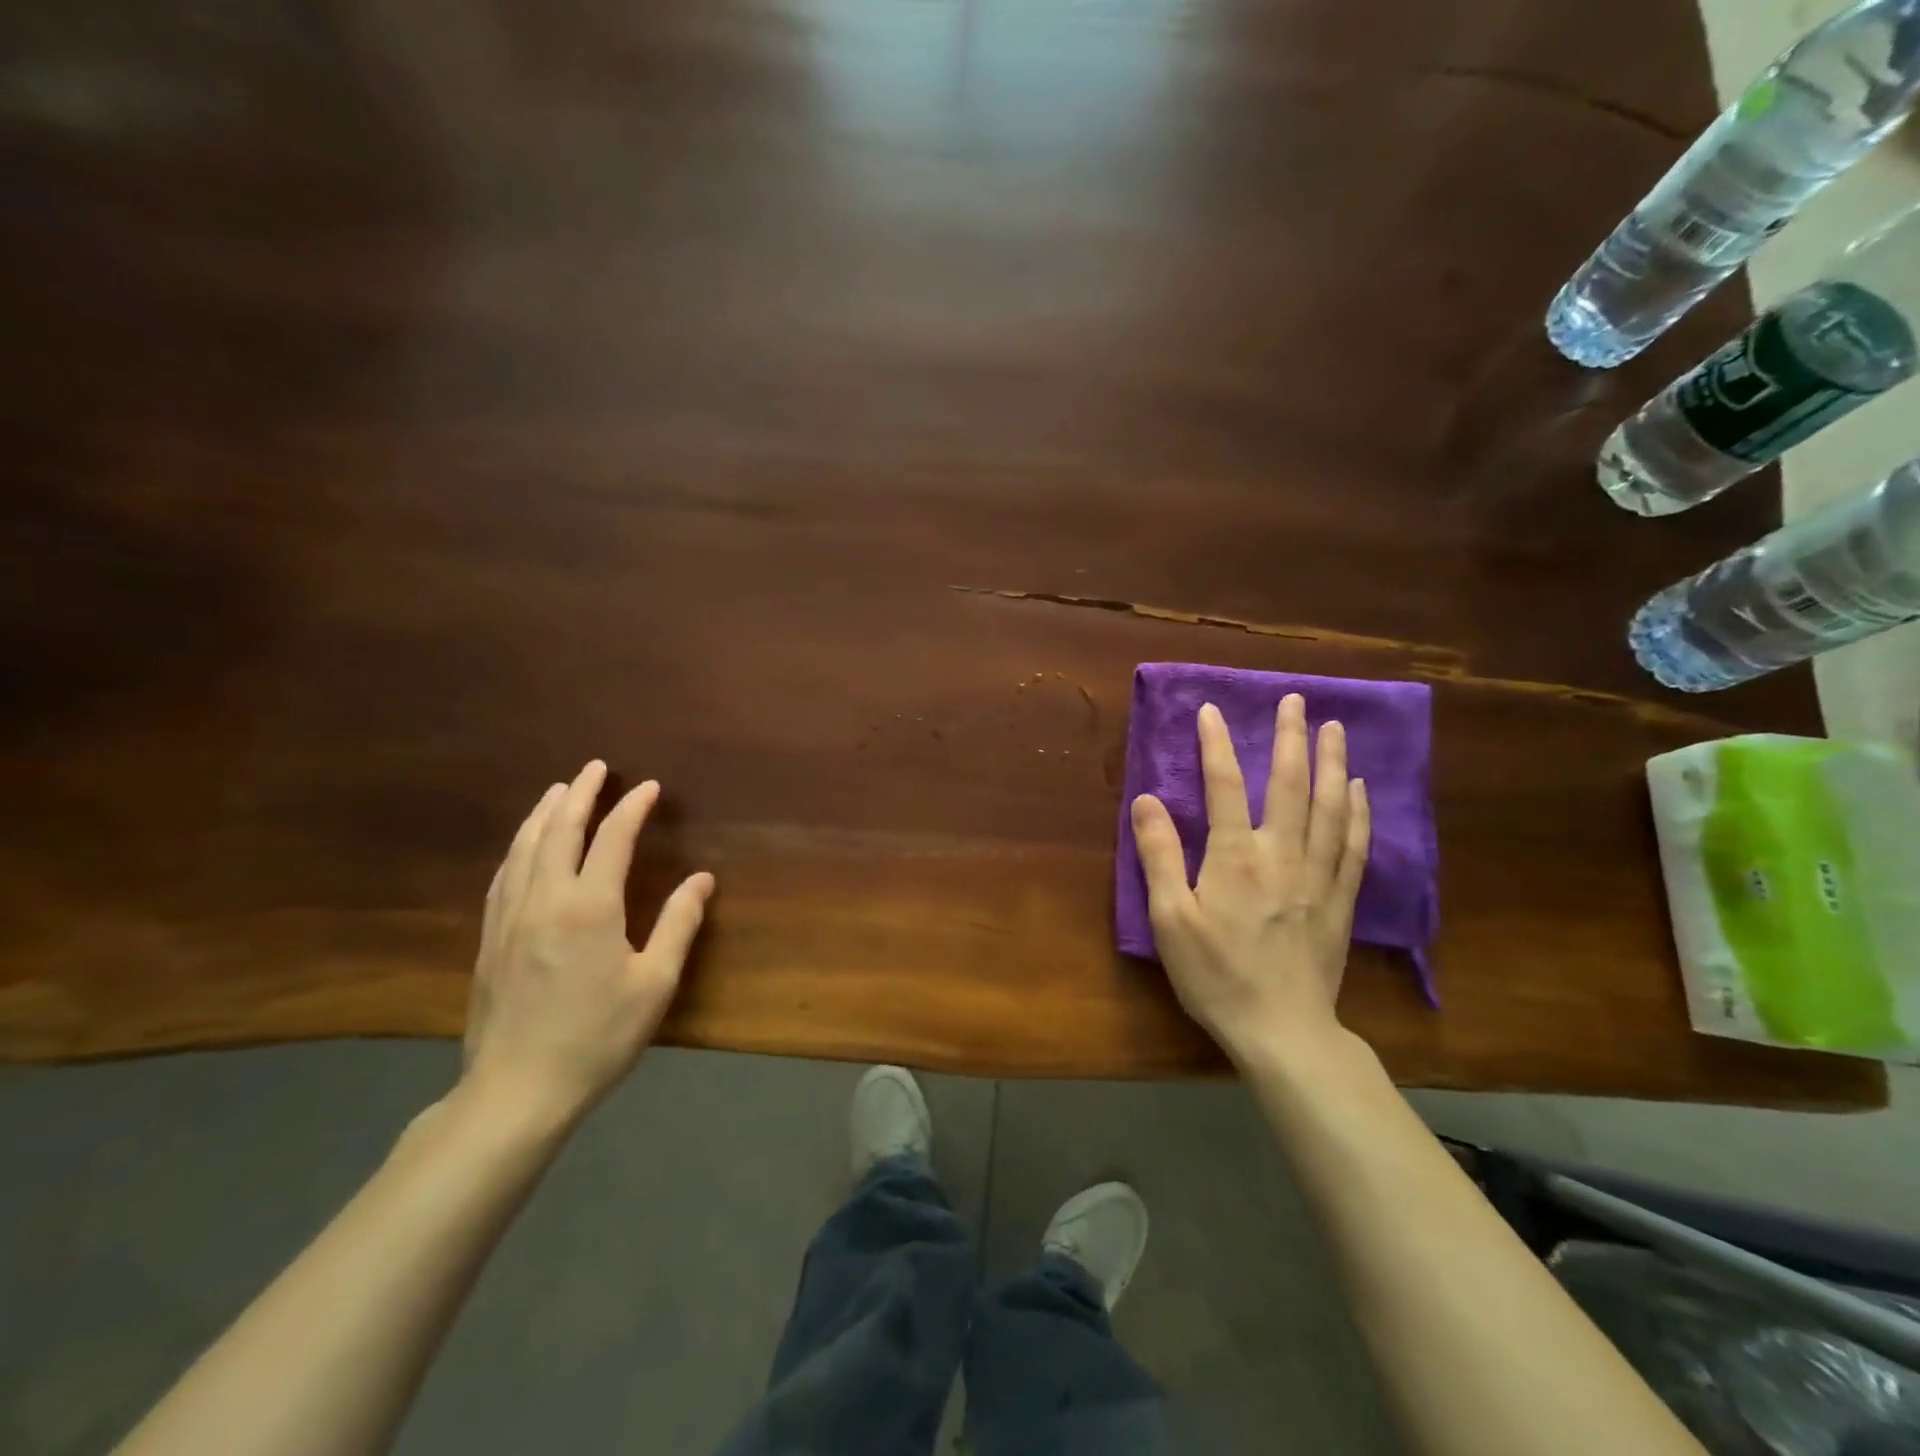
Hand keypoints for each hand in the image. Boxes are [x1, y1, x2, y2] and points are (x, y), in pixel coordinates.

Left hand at [461, 760, 714, 1124]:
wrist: (516, 1091)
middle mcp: (545, 899)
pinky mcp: (490, 940)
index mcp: (590, 906)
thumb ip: (679, 924)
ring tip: (558, 791)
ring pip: (524, 848)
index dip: (631, 808)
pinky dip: (518, 848)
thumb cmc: (597, 1037)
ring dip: (543, 813)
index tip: (649, 787)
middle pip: (559, 831)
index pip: (612, 839)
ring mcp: (510, 918)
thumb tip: (703, 878)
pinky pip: (504, 876)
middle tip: (595, 767)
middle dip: (580, 794)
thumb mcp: (654, 983)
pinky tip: (522, 847)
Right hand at [1129, 695, 1369, 1068]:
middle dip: (1291, 737)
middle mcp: (1282, 854)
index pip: (1225, 785)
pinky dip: (1358, 811)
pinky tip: (1359, 790)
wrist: (1282, 1030)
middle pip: (1290, 784)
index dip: (1217, 744)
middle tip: (1296, 700)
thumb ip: (1159, 855)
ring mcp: (1318, 876)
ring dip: (1332, 763)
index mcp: (1236, 856)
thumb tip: (1146, 800)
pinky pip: (1354, 845)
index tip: (1211, 710)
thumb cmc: (1215, 974)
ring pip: (1330, 807)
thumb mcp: (1171, 918)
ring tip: (1335, 728)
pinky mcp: (1339, 900)